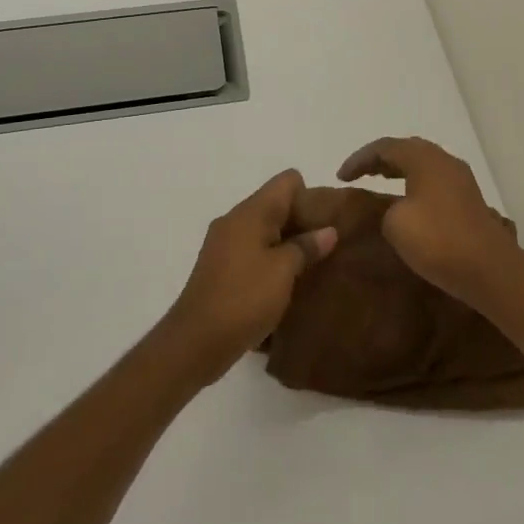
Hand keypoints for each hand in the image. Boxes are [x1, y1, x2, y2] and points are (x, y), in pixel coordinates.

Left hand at [164, 169, 337, 383]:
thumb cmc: (244, 298)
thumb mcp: (284, 271)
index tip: (327, 221)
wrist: (195, 342)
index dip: (311, 194)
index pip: (287, 181)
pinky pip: (253, 251)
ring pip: (265, 229)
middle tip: (328, 245)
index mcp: (250, 212)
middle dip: (303, 221)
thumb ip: (307, 246)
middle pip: (276, 204)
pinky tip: (287, 282)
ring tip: (312, 265)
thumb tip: (328, 231)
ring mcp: (224, 245)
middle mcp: (234, 221)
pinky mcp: (220, 268)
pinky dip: (271, 259)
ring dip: (288, 243)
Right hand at [337, 137, 523, 308]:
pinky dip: (414, 185)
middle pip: (407, 150)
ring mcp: (461, 181)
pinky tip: (408, 203)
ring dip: (399, 171)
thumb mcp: (396, 223)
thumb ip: (386, 209)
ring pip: (423, 166)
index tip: (340, 177)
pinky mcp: (468, 201)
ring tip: (379, 184)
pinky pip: (434, 182)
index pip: (385, 147)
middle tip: (359, 174)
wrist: (490, 269)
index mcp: (425, 158)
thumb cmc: (438, 240)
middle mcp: (445, 161)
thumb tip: (396, 209)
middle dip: (380, 160)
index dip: (360, 159)